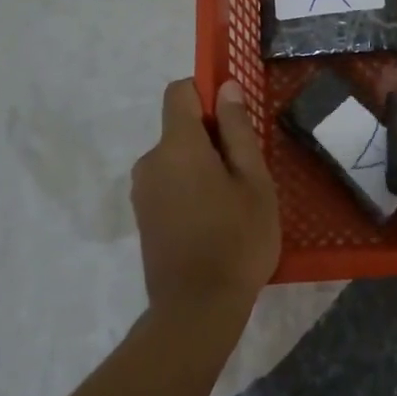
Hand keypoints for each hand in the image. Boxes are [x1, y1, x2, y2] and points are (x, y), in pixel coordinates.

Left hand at [131, 79, 280, 312]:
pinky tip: (214, 222)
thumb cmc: (238, 239)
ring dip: (203, 168)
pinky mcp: (143, 216)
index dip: (207, 94)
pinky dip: (191, 190)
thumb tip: (225, 88)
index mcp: (178, 146)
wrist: (197, 307)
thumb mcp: (254, 182)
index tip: (236, 120)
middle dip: (213, 140)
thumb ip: (238, 131)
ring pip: (176, 160)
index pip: (180, 92)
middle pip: (180, 129)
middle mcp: (150, 161)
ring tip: (234, 204)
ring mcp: (142, 191)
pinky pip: (169, 184)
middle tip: (247, 175)